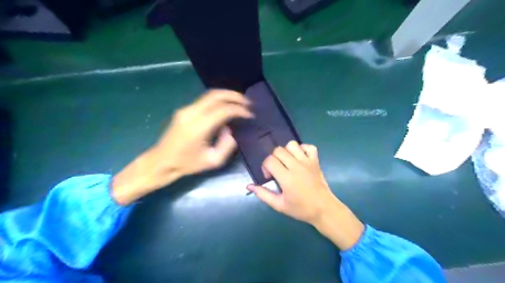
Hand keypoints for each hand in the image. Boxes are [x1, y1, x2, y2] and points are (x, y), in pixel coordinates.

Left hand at [111, 90, 250, 205]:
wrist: (161, 161)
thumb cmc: (187, 164)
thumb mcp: (213, 161)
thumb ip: (227, 145)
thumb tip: (230, 130)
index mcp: (198, 127)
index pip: (223, 110)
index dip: (239, 110)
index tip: (250, 115)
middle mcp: (191, 113)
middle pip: (216, 95)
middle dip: (234, 96)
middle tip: (248, 102)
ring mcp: (185, 110)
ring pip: (210, 95)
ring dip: (226, 96)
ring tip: (240, 102)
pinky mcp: (184, 110)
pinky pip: (204, 100)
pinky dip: (218, 100)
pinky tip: (226, 106)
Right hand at [248, 142, 362, 249]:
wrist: (324, 209)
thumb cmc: (301, 209)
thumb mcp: (279, 205)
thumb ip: (263, 194)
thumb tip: (249, 185)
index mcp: (287, 178)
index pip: (270, 160)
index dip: (265, 166)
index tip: (269, 176)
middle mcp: (296, 166)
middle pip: (279, 150)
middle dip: (273, 158)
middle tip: (277, 170)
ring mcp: (307, 162)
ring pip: (292, 145)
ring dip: (286, 152)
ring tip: (287, 162)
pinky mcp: (316, 161)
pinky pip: (308, 146)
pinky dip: (302, 149)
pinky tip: (299, 158)